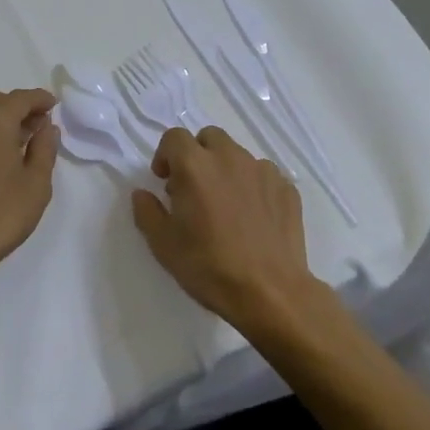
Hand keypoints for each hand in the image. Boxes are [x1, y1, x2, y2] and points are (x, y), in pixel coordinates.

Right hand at [131, 126, 321, 335]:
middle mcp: (229, 158)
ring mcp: (263, 171)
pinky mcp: (287, 189)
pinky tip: (253, 217)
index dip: (165, 155)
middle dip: (197, 155)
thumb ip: (147, 211)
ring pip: (238, 155)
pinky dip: (253, 186)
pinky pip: (263, 175)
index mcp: (195, 165)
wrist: (270, 293)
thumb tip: (143, 194)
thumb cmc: (209, 266)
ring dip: (226, 169)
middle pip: (209, 137)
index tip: (165, 181)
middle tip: (193, 188)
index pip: (174, 137)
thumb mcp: (163, 244)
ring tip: (225, 204)